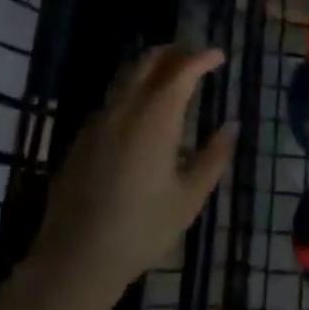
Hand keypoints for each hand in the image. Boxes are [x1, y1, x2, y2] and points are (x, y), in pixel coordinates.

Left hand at [31, 46, 234, 298]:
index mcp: (155, 118)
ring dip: (149, 68)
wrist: (77, 256)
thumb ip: (213, 157)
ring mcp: (99, 120)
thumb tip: (231, 126)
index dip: (201, 58)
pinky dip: (131, 90)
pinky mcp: (82, 137)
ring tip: (169, 77)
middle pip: (148, 62)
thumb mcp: (189, 198)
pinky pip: (111, 99)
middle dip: (173, 53)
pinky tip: (140, 112)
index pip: (181, 71)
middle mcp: (125, 108)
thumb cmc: (142, 229)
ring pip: (125, 76)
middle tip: (193, 58)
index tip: (218, 56)